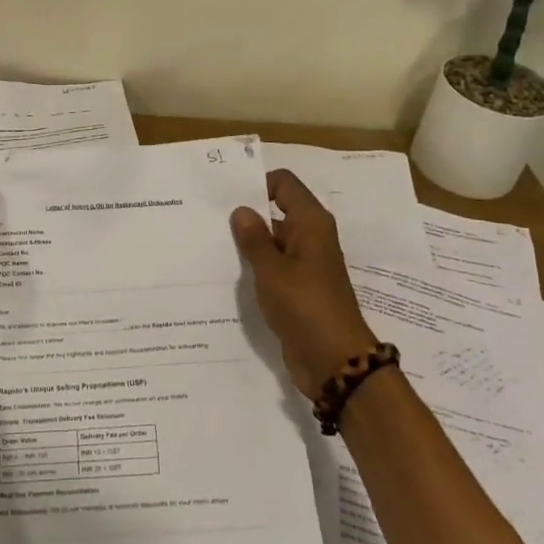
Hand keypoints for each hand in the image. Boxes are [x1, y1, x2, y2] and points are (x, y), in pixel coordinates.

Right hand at [230, 169, 375, 397]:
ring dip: (250, 241)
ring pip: (274, 239)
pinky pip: (275, 265)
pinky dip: (257, 265)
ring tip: (212, 243)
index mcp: (311, 223)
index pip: (284, 183)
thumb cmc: (305, 306)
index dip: (257, 183)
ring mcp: (307, 263)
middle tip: (209, 217)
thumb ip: (254, 239)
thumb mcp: (272, 270)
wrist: (334, 360)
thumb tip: (241, 210)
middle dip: (248, 213)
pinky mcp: (300, 287)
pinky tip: (229, 271)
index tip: (226, 195)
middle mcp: (311, 236)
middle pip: (278, 209)